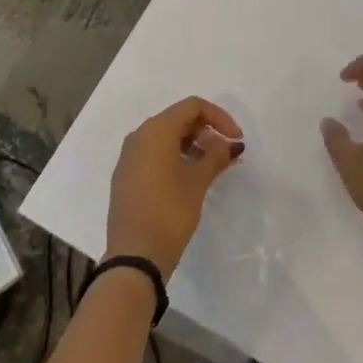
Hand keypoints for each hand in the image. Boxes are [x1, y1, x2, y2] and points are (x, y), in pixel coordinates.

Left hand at [106, 97, 243, 276]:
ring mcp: (129, 156)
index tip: (236, 138)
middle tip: (225, 153)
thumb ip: (217, 156)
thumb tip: (231, 145)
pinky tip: (189, 177)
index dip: (219, 117)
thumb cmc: (170, 211)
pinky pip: (154, 153)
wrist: (134, 256)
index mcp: (156, 130)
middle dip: (206, 131)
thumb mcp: (198, 181)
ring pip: (165, 136)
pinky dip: (175, 156)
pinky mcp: (126, 175)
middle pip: (178, 118)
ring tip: (211, 167)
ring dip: (192, 144)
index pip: (193, 106)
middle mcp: (139, 135)